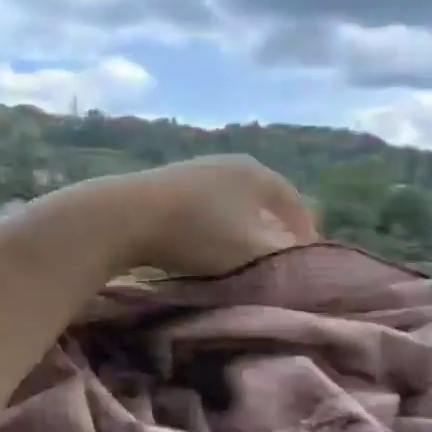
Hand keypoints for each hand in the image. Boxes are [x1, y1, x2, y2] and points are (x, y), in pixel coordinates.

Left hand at [55, 156, 317, 278]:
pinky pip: (200, 208)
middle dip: (271, 229)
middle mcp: (227, 163)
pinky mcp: (163, 184)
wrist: (123, 216)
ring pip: (229, 204)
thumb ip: (284, 262)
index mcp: (256, 174)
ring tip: (239, 257)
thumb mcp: (251, 254)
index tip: (308, 261)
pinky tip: (200, 247)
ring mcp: (192, 170)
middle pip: (261, 199)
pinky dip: (209, 228)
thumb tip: (305, 268)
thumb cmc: (197, 234)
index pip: (294, 201)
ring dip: (238, 229)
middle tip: (276, 259)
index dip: (305, 233)